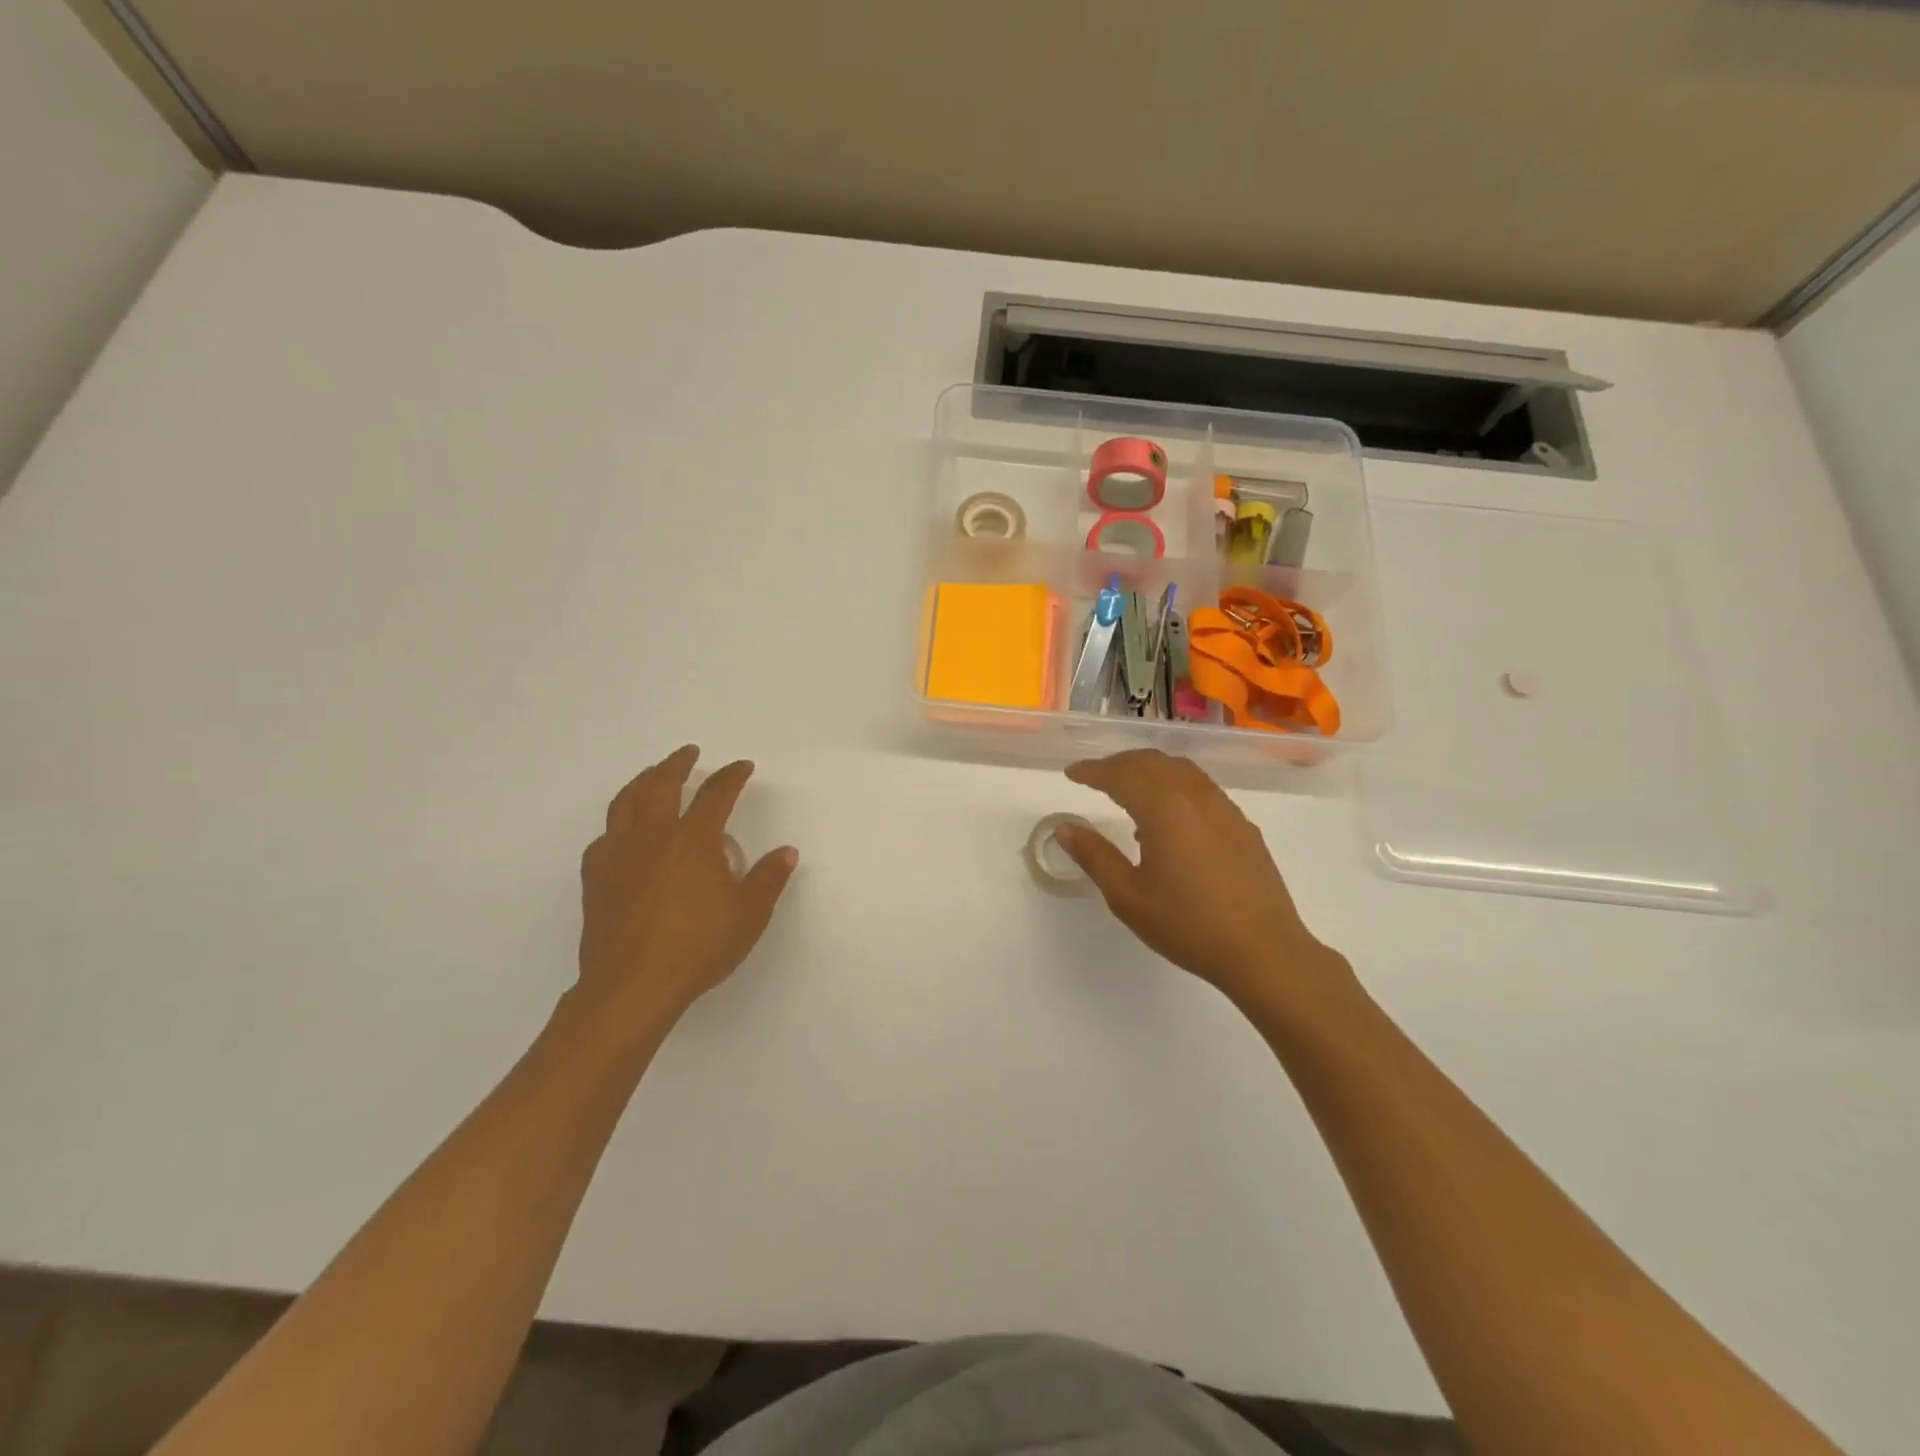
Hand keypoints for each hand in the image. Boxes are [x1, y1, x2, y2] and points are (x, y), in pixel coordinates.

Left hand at [576, 745, 797, 1025]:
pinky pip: (605, 835)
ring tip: (652, 775)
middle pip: (662, 785)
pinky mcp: (595, 877)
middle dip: (677, 764)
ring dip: (643, 781)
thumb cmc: (698, 947)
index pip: (716, 794)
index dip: (731, 776)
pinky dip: (619, 822)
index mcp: (693, 840)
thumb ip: (769, 878)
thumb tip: (786, 852)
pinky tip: (624, 831)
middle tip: (688, 753)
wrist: (632, 986)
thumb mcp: (749, 915)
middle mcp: (653, 836)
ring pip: (626, 802)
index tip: (742, 767)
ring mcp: (618, 854)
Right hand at [1056, 750, 1348, 1008]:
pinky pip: (1201, 788)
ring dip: (1148, 770)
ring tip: (1128, 790)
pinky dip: (1174, 786)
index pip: (1120, 774)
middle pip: (1151, 763)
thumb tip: (1065, 828)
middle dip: (1119, 764)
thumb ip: (1094, 856)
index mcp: (1163, 808)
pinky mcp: (1242, 825)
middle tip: (1095, 776)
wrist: (1264, 951)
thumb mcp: (1128, 896)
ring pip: (1180, 770)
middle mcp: (1194, 796)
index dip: (1092, 771)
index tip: (1071, 774)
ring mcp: (1224, 808)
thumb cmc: (1188, 926)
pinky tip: (1169, 819)